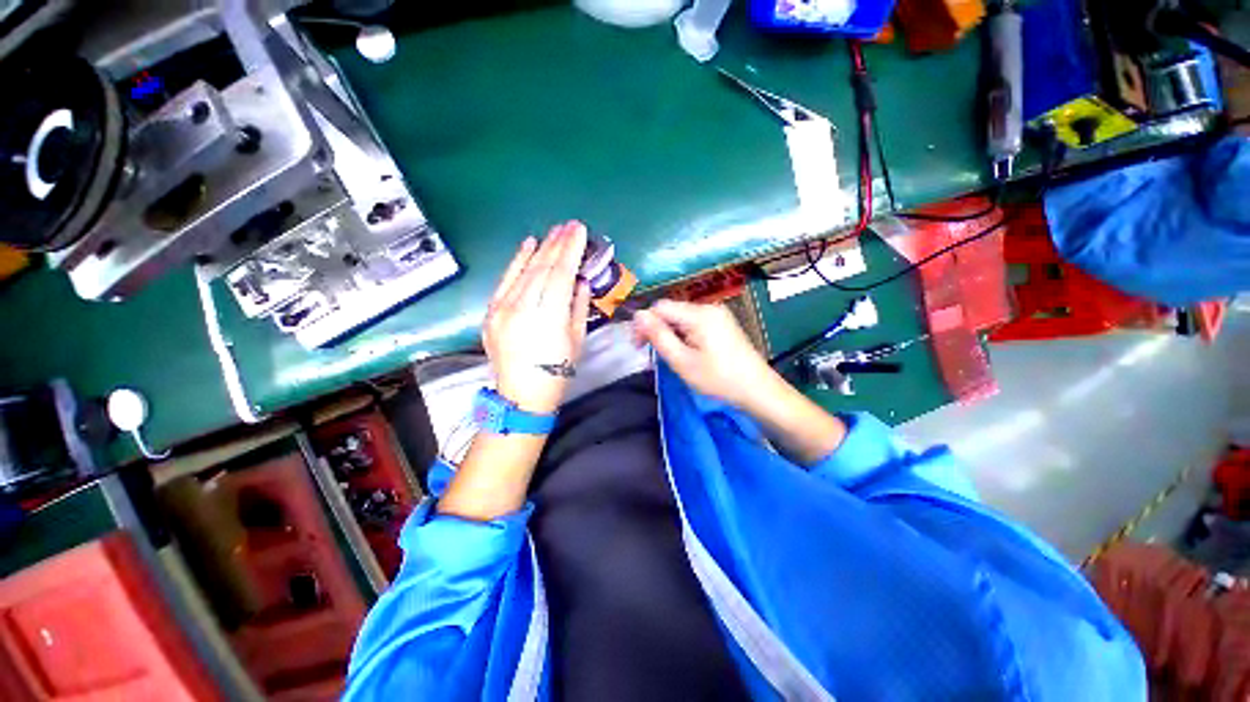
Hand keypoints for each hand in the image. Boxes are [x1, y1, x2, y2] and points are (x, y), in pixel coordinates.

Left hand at [483, 221, 591, 413]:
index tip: (580, 231)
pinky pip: (505, 280)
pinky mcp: (491, 312)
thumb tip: (580, 282)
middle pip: (542, 268)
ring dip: (540, 248)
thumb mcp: (577, 340)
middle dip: (558, 243)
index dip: (571, 250)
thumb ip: (579, 307)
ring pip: (524, 270)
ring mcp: (502, 309)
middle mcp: (523, 308)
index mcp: (549, 317)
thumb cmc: (557, 372)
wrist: (522, 395)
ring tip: (554, 231)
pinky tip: (528, 245)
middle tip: (570, 225)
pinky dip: (517, 261)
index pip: (561, 274)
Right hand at [635, 300, 846, 463]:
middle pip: (671, 311)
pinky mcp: (723, 324)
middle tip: (651, 354)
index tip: (638, 346)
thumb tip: (637, 316)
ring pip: (682, 318)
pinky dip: (684, 335)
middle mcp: (708, 307)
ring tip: (670, 356)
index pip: (660, 307)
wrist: (758, 390)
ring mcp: (718, 315)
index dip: (644, 324)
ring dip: (670, 333)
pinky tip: (686, 352)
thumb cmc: (718, 379)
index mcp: (698, 314)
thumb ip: (659, 336)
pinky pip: (694, 323)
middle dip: (657, 329)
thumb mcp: (683, 361)